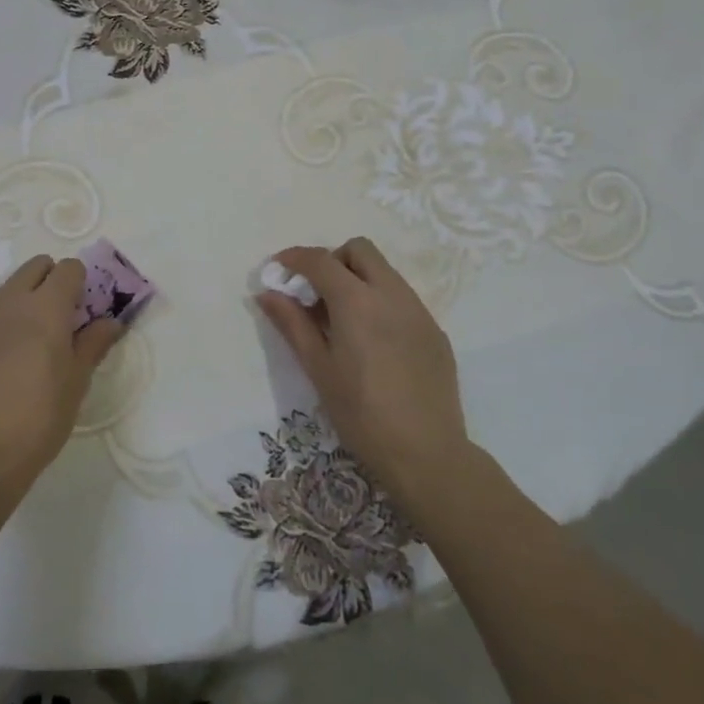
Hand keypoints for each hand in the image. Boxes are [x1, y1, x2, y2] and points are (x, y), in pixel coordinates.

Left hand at [0, 255, 124, 508]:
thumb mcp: (77, 382)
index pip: (69, 269)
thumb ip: (93, 343)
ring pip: (11, 287)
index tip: (90, 309)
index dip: (84, 282)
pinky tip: (13, 359)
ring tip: (40, 341)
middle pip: (36, 266)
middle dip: (54, 280)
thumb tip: (111, 321)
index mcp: (45, 306)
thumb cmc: (39, 417)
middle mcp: (11, 302)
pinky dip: (8, 320)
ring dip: (29, 297)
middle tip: (67, 318)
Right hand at [257, 238, 474, 513]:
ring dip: (357, 279)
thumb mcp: (318, 369)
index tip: (278, 269)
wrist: (426, 453)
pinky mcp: (435, 330)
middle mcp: (391, 294)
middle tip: (315, 293)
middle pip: (359, 250)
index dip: (294, 258)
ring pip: (384, 272)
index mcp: (357, 301)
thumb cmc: (361, 414)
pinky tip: (373, 342)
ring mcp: (419, 311)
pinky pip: (402, 298)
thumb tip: (268, 293)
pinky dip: (380, 301)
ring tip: (342, 319)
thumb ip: (292, 324)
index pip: (320, 260)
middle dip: (332, 260)